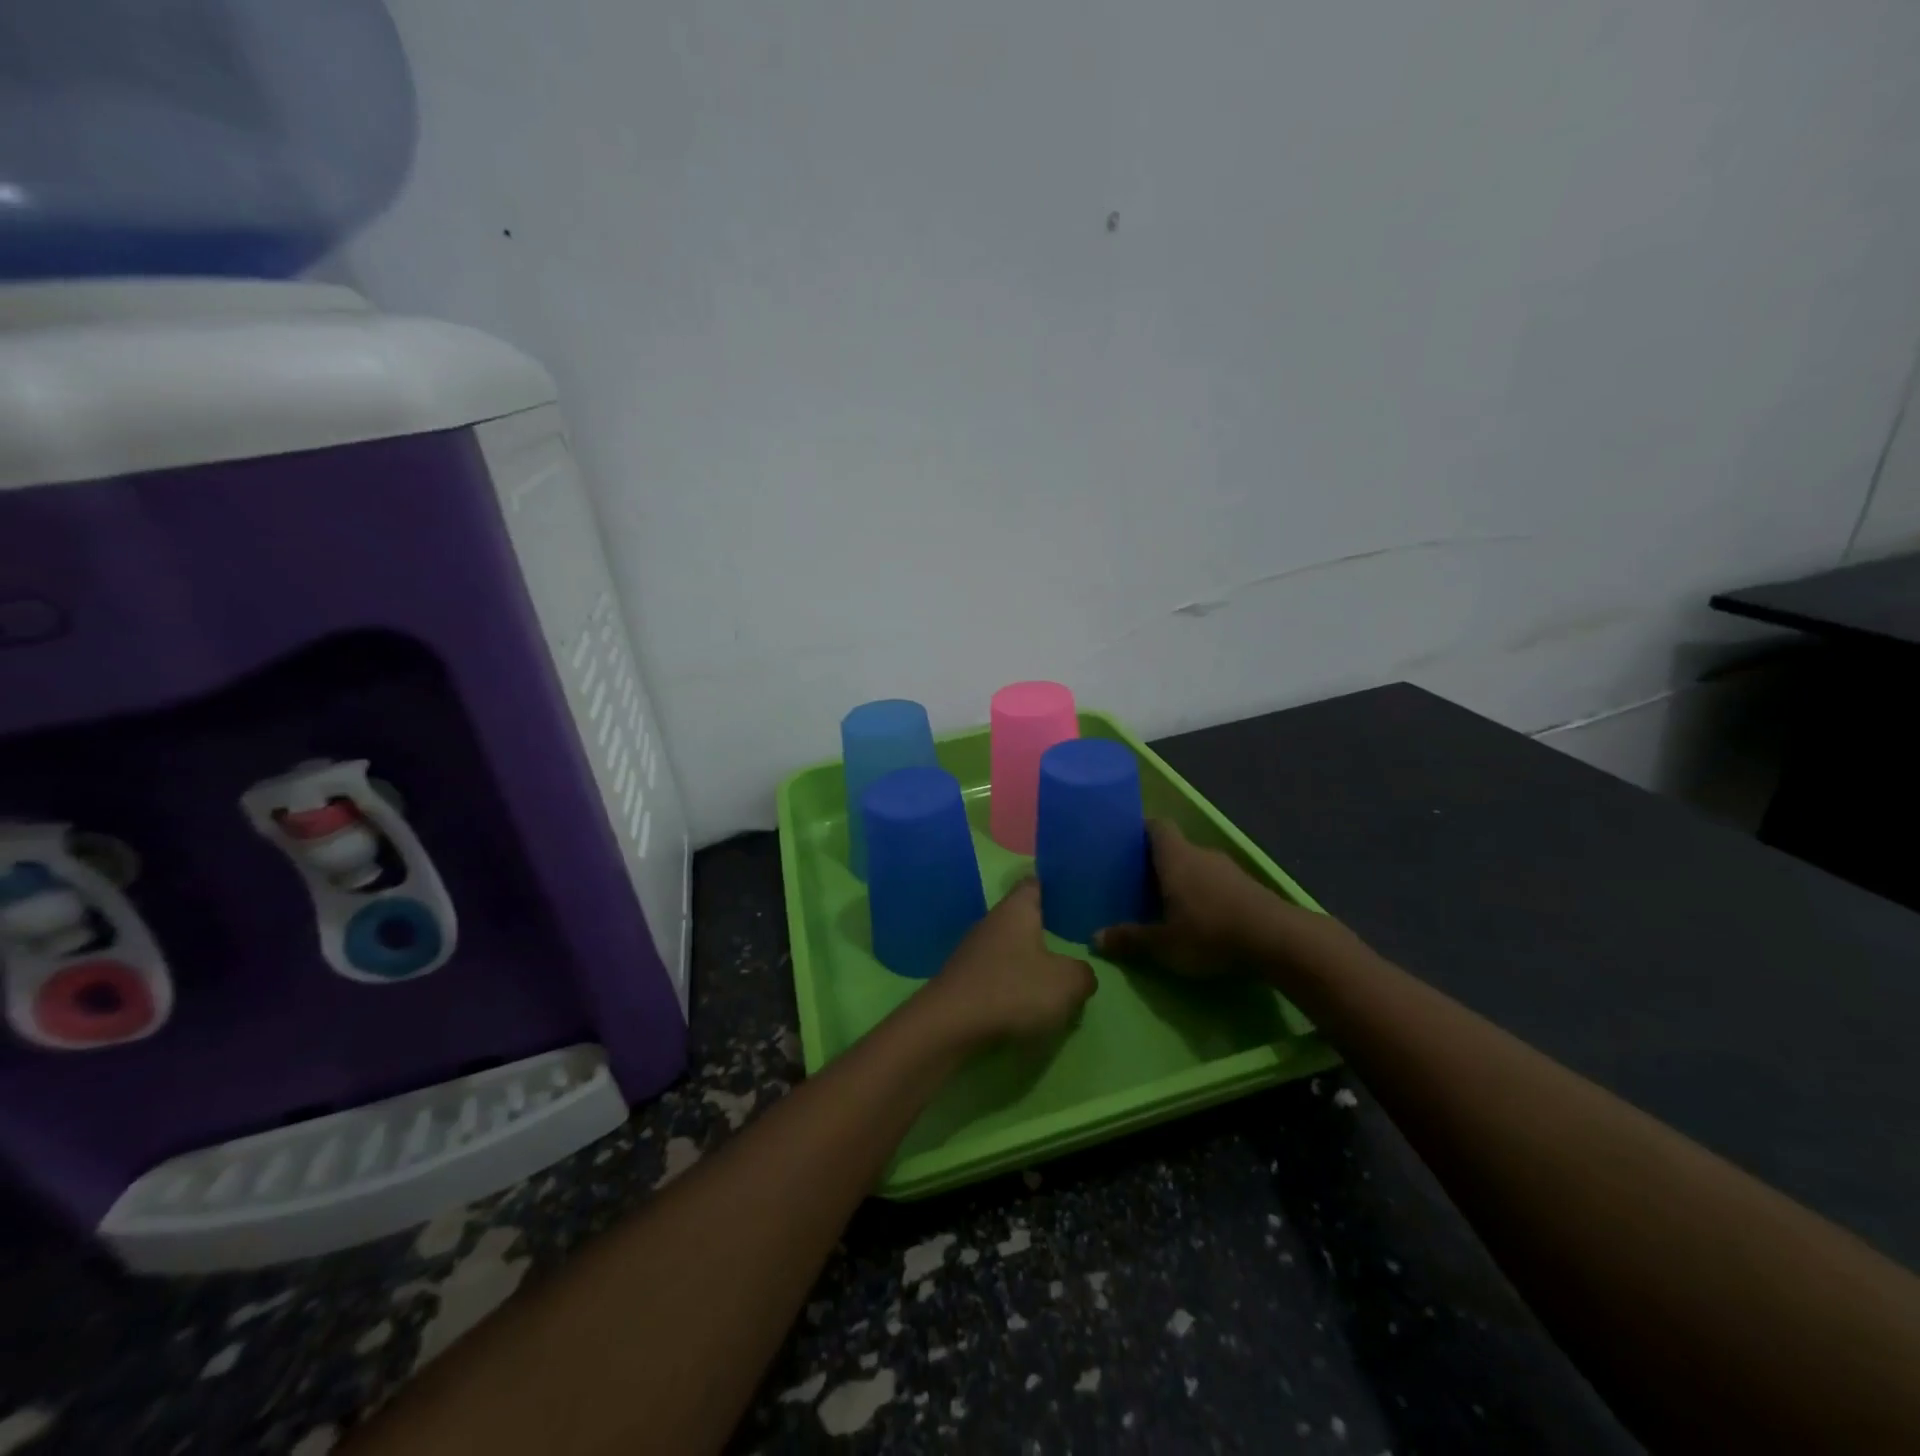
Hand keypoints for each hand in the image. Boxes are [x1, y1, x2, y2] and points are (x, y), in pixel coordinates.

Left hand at [917, 881, 1096, 1046]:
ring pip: (1008, 948)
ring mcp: (972, 951)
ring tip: (1054, 979)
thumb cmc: (1013, 990)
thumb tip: (1080, 973)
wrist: (949, 1025)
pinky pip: (996, 974)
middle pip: (1021, 918)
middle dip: (1044, 929)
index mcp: (1016, 910)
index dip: (1052, 885)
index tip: (1070, 891)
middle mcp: (991, 922)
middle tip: (1073, 941)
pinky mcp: (963, 979)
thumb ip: (1083, 974)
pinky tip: (1026, 1003)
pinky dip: (1011, 984)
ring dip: (1028, 961)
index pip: (1034, 883)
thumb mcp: (1067, 983)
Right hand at [1096, 819, 1343, 978]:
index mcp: (1176, 856)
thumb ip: (1130, 939)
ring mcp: (1229, 869)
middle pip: (1175, 847)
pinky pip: (1216, 882)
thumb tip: (1094, 938)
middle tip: (1136, 883)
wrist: (1280, 941)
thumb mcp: (1164, 944)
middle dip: (1156, 862)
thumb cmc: (1211, 933)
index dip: (1139, 831)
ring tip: (1165, 903)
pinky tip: (1199, 917)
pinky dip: (1204, 893)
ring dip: (1183, 880)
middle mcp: (1201, 854)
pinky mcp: (1249, 887)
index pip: (1156, 825)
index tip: (1124, 845)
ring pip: (1197, 866)